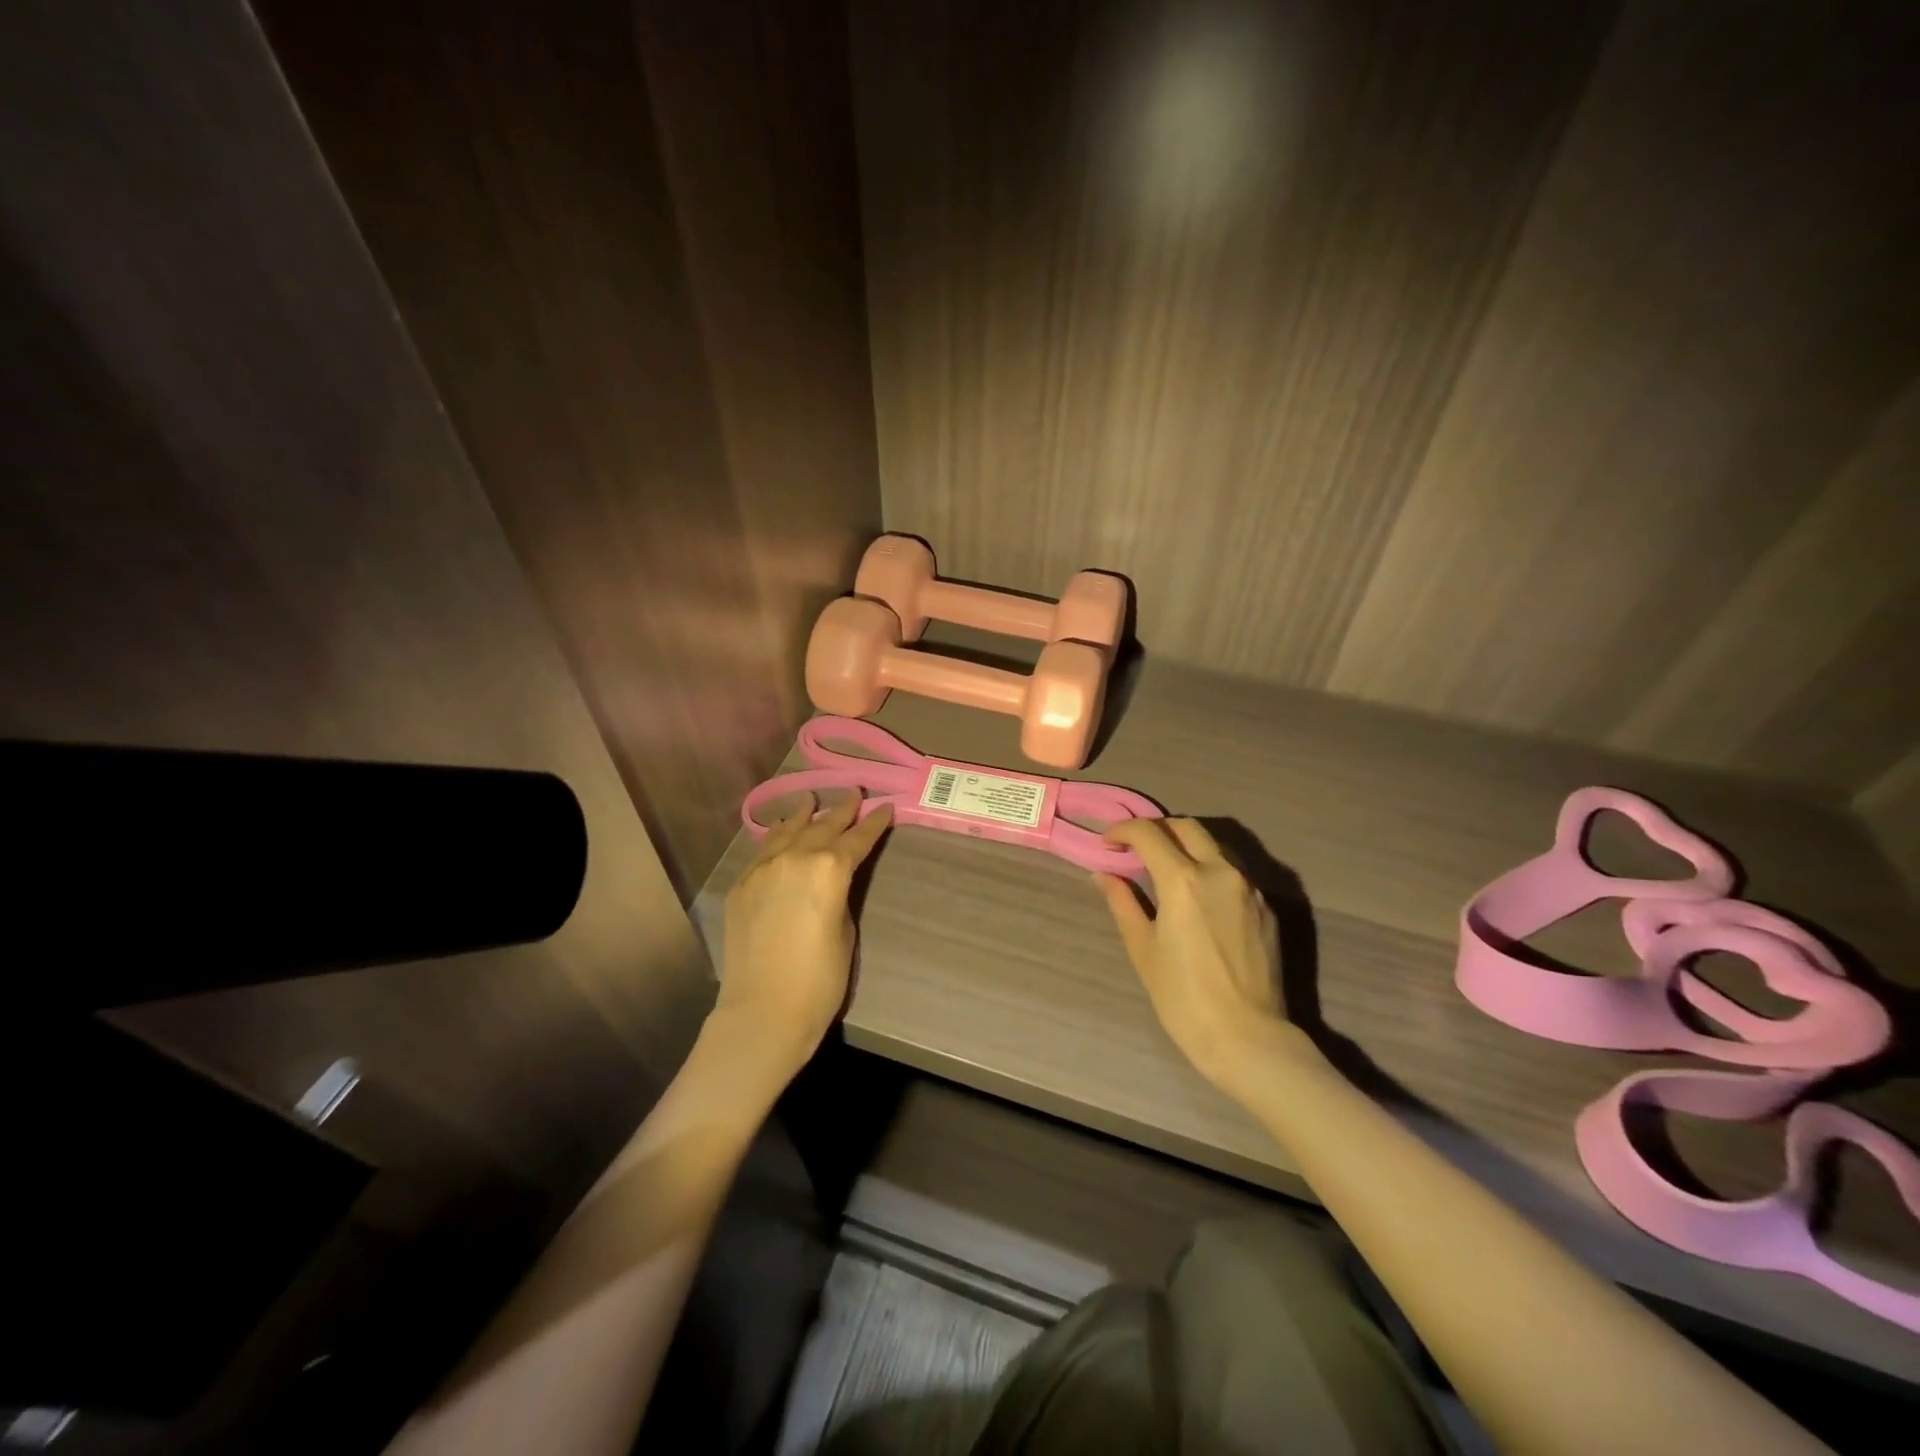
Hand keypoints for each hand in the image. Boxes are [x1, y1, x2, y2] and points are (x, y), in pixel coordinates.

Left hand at [717, 792, 892, 1083]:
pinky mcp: (742, 885)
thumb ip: (840, 893)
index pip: (857, 838)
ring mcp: (763, 868)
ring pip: (787, 831)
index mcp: (830, 868)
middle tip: (854, 793)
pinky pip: (763, 850)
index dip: (874, 823)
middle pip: (823, 825)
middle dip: (841, 809)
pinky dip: (776, 837)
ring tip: (811, 799)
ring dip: (803, 814)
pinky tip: (781, 831)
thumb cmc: (820, 979)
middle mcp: (795, 857)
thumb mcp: (846, 930)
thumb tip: (832, 879)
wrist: (764, 1011)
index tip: (884, 808)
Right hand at [1093, 818, 1305, 1093]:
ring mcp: (1249, 888)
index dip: (1123, 831)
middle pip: (1186, 827)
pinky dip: (1209, 870)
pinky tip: (1198, 897)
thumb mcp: (1143, 949)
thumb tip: (1105, 875)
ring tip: (1166, 870)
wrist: (1247, 1038)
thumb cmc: (1183, 998)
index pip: (1148, 833)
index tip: (1108, 843)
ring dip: (1186, 846)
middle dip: (1157, 829)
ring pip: (1214, 846)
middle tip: (1136, 849)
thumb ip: (1124, 903)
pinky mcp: (1267, 907)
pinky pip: (1233, 873)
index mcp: (1183, 881)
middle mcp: (1220, 872)